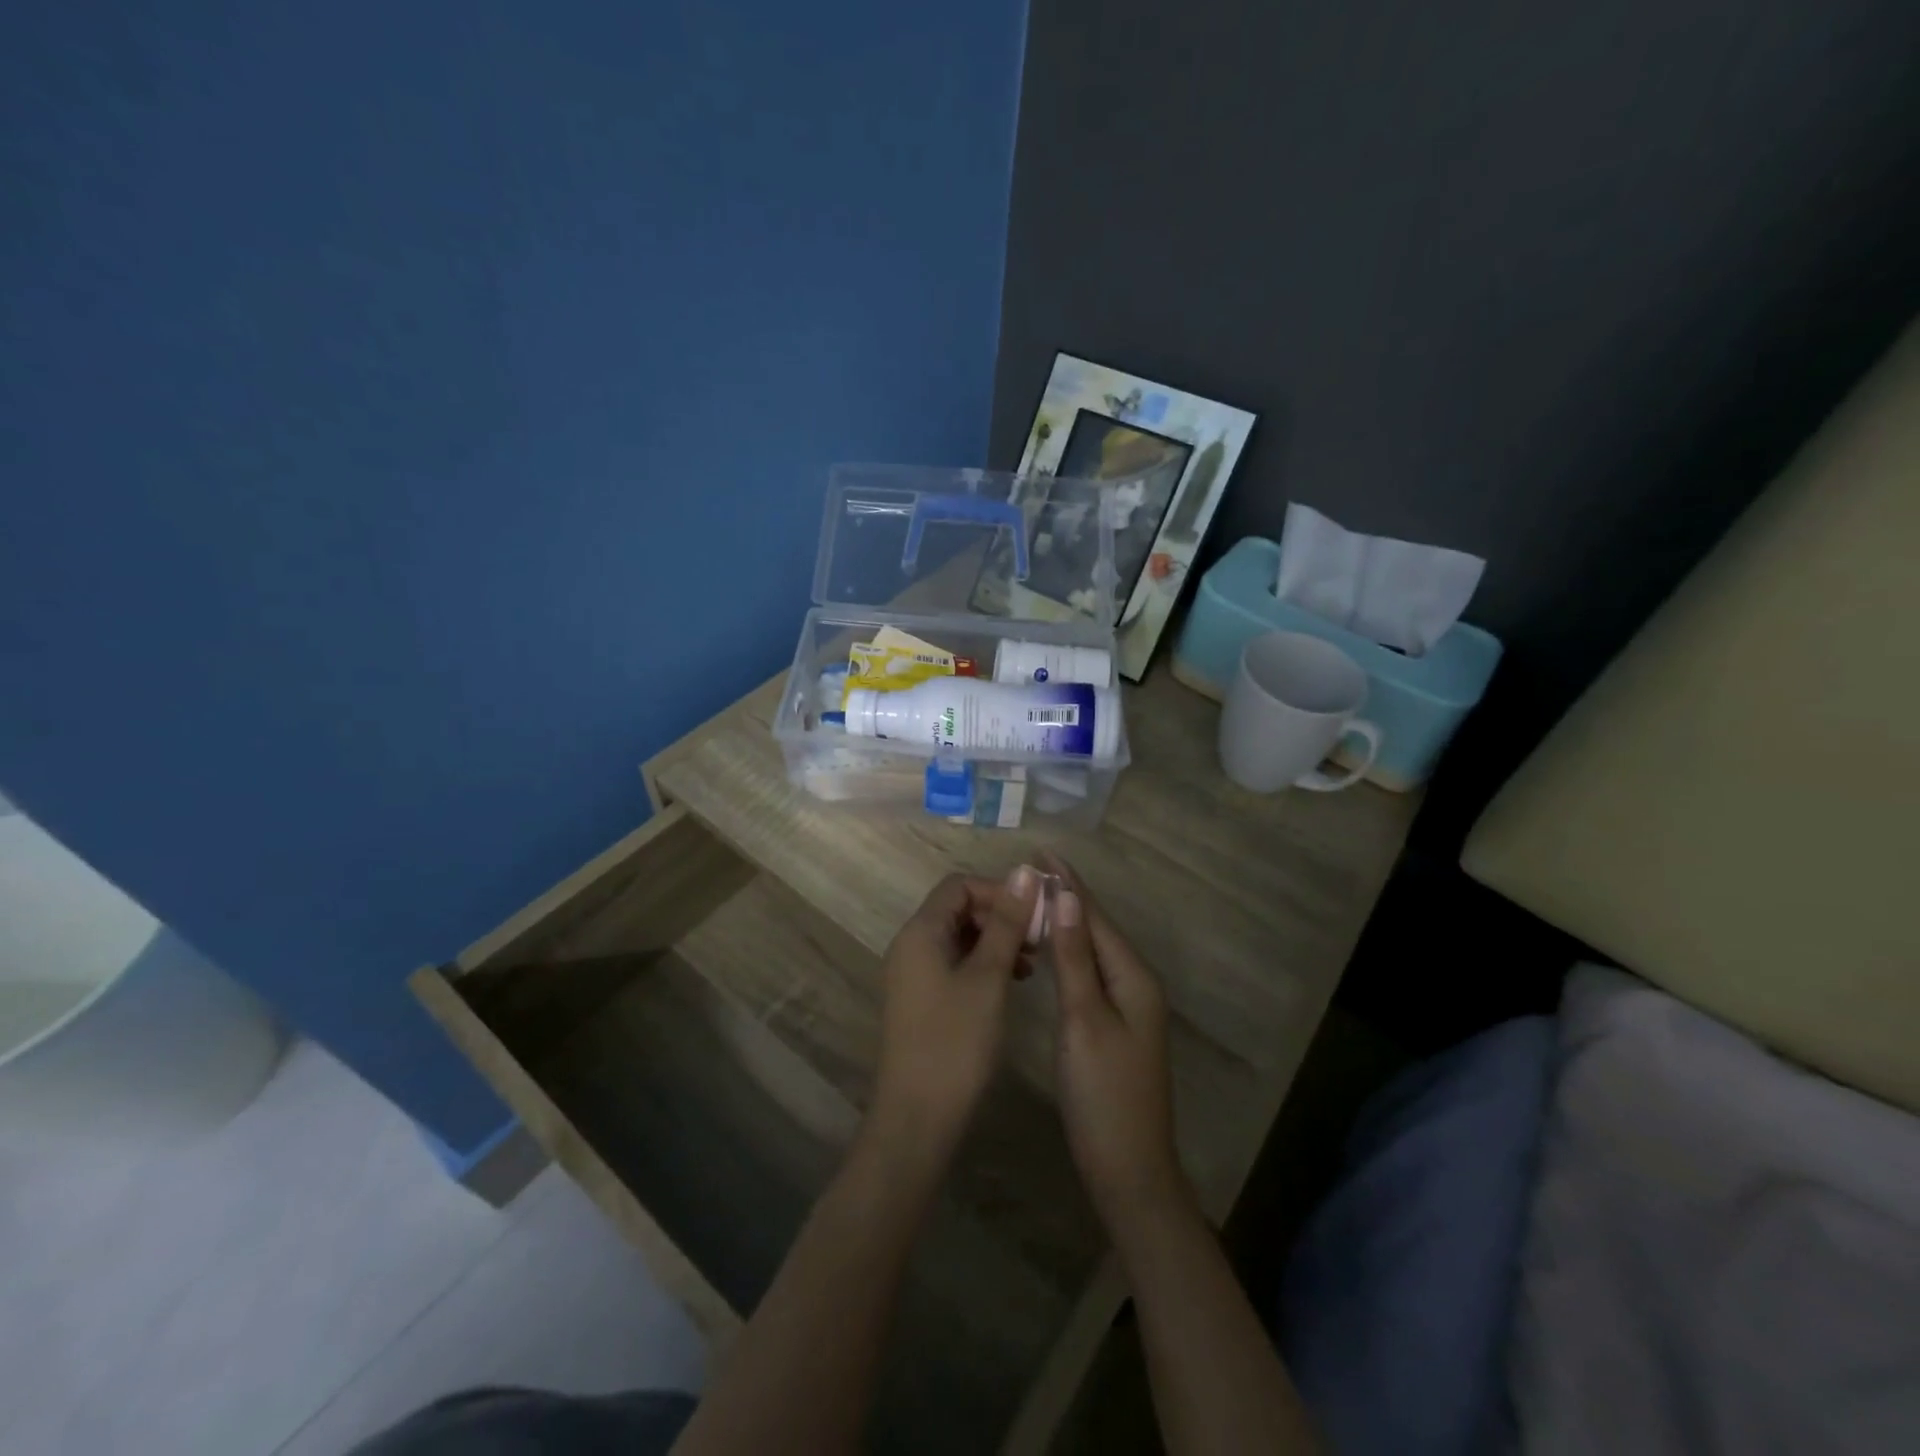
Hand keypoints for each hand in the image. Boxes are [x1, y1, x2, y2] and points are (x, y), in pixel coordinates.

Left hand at [864, 866, 1041, 1182]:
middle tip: (1038, 940)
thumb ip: (1006, 923)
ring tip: (1031, 964)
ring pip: (959, 938)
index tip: (1035, 914)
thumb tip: (1025, 872)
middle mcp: (911, 945)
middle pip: (958, 909)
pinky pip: (954, 964)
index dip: (998, 891)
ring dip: (995, 941)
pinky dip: (983, 964)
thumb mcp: (988, 978)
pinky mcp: (922, 1000)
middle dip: (999, 916)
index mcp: (920, 932)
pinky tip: (1012, 984)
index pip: (959, 885)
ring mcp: (913, 974)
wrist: (917, 1118)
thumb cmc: (956, 1042)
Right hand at [1043, 856, 1190, 1234]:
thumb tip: (1069, 897)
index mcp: (1133, 977)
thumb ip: (1075, 958)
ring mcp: (1128, 1007)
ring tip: (1034, 900)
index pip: (1095, 917)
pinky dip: (1069, 954)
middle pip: (1097, 929)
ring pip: (1093, 951)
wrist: (1128, 1170)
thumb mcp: (1084, 1019)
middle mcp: (1136, 984)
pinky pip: (1090, 973)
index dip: (1069, 884)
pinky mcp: (1115, 1026)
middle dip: (1067, 898)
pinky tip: (1050, 951)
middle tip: (1029, 872)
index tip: (1042, 852)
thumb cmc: (1103, 1093)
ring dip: (1067, 923)